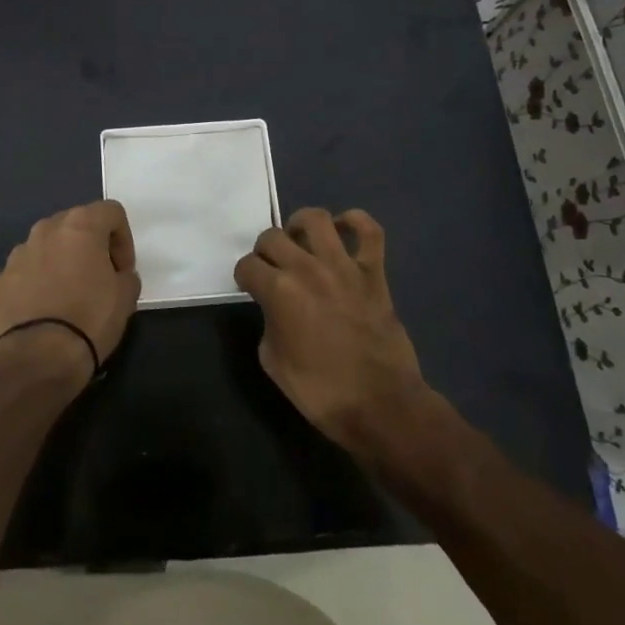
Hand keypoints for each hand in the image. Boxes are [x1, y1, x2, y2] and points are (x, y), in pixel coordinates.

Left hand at [0, 200, 141, 382]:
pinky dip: (37, 282)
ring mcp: (18, 254)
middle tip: (99, 277)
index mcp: (80, 226)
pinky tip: (44, 310)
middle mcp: (46, 230)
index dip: (123, 239)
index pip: (111, 212)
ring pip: (47, 246)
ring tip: (68, 295)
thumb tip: (116, 274)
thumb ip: (125, 275)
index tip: (123, 269)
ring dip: (61, 261)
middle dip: (90, 245)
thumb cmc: (89, 319)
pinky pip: (26, 271)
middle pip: (75, 224)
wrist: (37, 358)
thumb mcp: (126, 297)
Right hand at [234, 207, 428, 455]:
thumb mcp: (273, 362)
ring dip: (301, 225)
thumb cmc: (321, 392)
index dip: (244, 277)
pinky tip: (343, 229)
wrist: (380, 405)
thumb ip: (269, 323)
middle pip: (273, 236)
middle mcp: (308, 268)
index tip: (250, 287)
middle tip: (271, 268)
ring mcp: (343, 266)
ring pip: (316, 219)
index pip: (247, 265)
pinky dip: (355, 222)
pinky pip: (369, 231)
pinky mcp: (373, 272)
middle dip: (265, 251)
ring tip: (300, 241)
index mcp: (279, 291)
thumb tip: (276, 309)